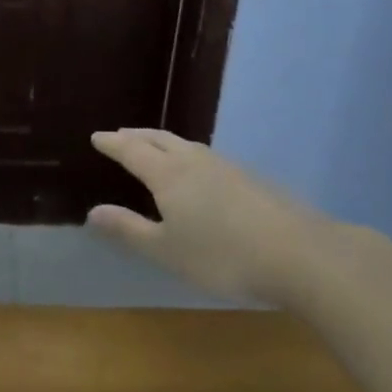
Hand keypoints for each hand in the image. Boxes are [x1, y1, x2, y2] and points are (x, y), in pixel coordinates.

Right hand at [87, 129, 347, 304]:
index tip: (97, 136)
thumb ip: (128, 230)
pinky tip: (197, 170)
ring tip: (154, 146)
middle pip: (159, 139)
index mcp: (168, 174)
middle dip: (136, 136)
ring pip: (186, 144)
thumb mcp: (166, 250)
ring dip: (163, 141)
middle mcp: (194, 161)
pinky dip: (187, 154)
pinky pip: (206, 156)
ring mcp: (226, 167)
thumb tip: (93, 212)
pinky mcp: (250, 179)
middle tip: (120, 135)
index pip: (132, 151)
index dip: (113, 143)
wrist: (299, 255)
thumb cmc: (222, 256)